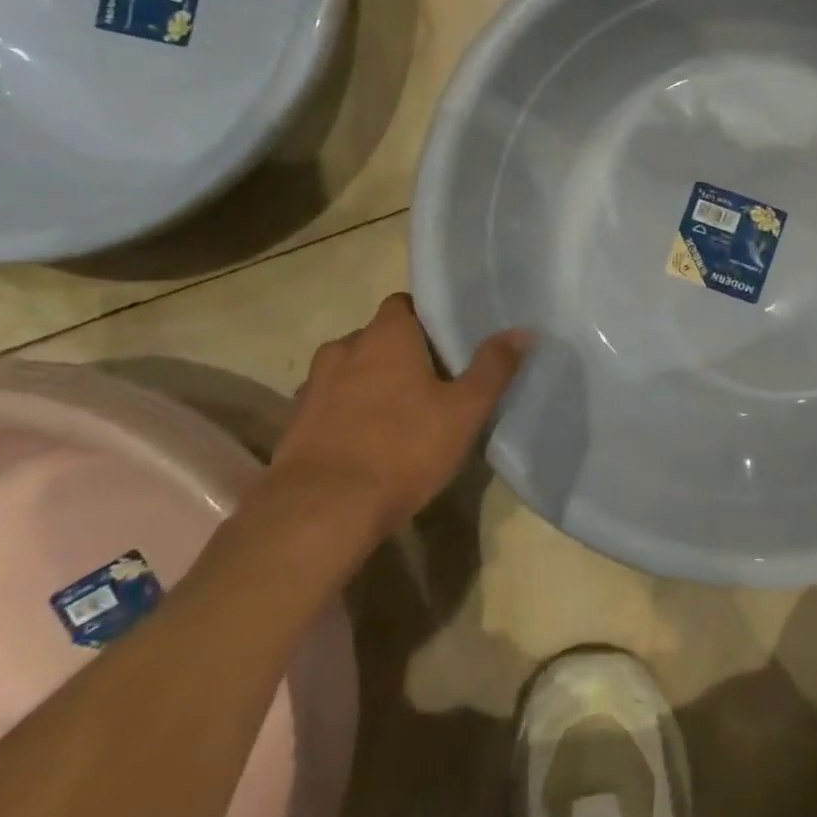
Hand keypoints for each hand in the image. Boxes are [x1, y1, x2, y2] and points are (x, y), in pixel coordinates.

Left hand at [265, 293, 529, 551]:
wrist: (321, 512)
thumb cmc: (402, 449)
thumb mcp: (464, 411)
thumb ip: (492, 368)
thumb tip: (522, 331)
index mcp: (385, 336)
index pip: (403, 304)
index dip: (425, 319)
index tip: (446, 342)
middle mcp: (344, 349)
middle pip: (375, 337)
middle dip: (399, 353)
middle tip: (431, 380)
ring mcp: (313, 387)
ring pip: (348, 371)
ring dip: (368, 382)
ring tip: (397, 412)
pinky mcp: (294, 425)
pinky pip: (328, 405)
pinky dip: (345, 413)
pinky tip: (364, 442)